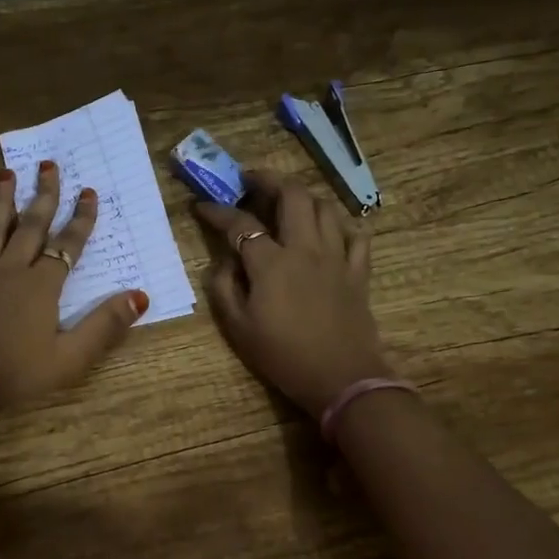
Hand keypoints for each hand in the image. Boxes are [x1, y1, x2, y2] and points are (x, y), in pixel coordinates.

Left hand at [0, 163, 147, 414]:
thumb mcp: (71, 358)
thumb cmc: (17, 376)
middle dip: (42, 196)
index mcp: (40, 287)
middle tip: (49, 165)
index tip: (88, 192)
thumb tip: (140, 295)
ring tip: (5, 174)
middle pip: (29, 227)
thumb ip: (105, 325)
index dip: (80, 219)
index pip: (66, 245)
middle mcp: (8, 272)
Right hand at [195, 170, 391, 417]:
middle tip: (251, 182)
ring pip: (324, 207)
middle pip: (292, 194)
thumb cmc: (283, 357)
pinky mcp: (358, 271)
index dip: (216, 211)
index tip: (200, 205)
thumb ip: (223, 288)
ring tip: (287, 202)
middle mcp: (305, 248)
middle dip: (268, 179)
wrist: (341, 378)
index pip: (239, 223)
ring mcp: (337, 257)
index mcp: (271, 262)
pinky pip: (355, 234)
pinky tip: (328, 231)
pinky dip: (340, 225)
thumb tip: (223, 261)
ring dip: (303, 196)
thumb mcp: (238, 328)